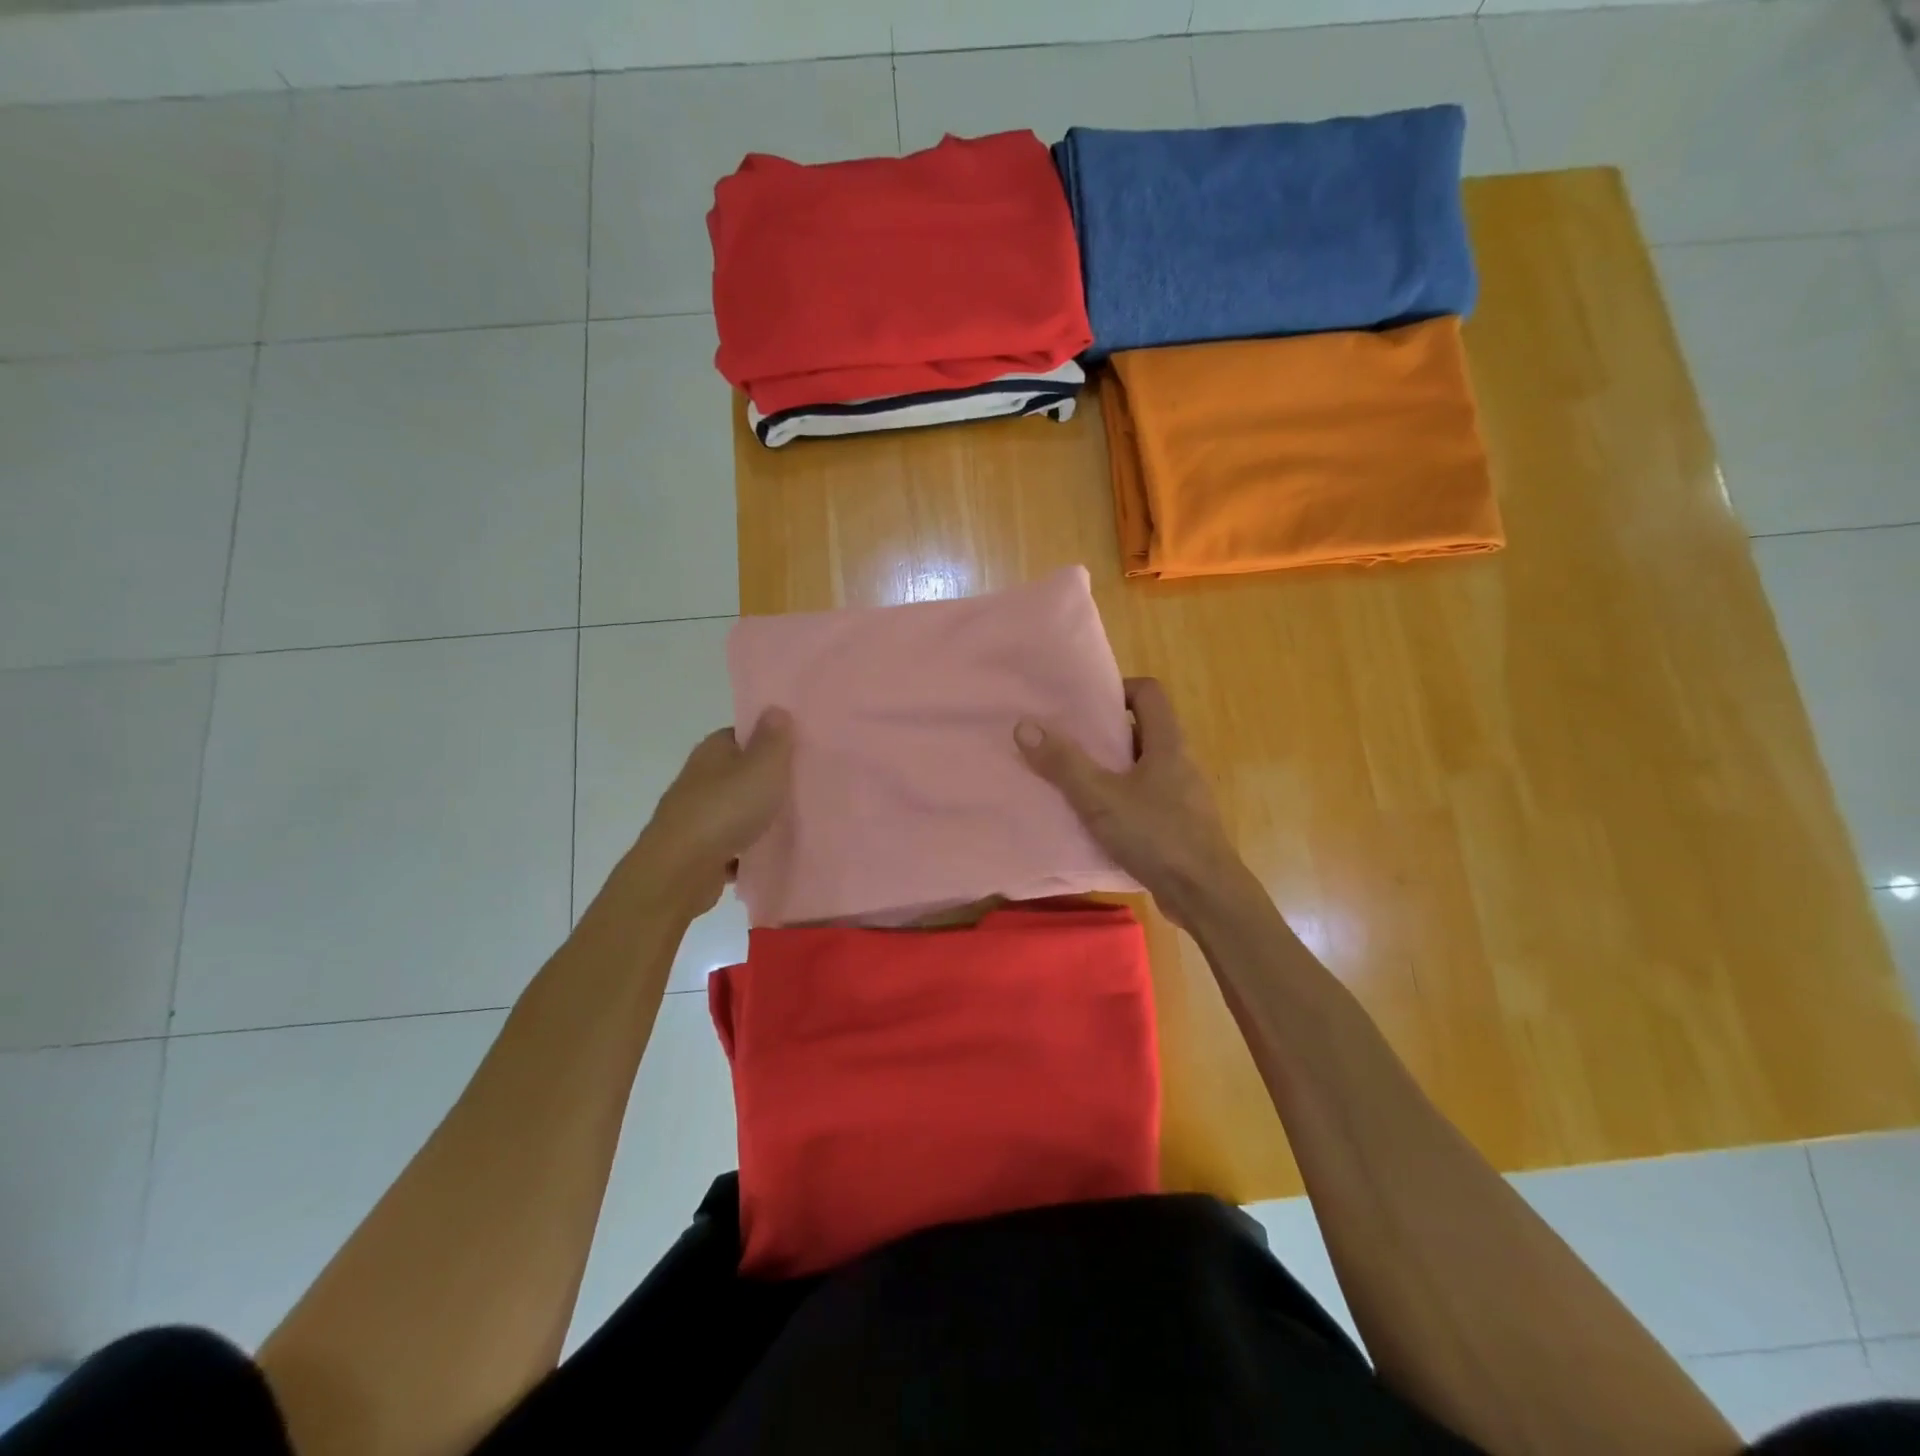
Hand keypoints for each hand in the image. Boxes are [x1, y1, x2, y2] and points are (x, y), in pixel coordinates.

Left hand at [626, 708, 793, 911]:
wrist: (680, 871)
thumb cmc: (726, 810)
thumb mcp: (762, 766)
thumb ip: (774, 739)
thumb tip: (775, 708)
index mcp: (713, 751)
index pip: (743, 735)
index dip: (771, 740)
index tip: (800, 751)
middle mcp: (701, 778)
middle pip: (741, 772)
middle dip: (768, 780)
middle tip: (806, 786)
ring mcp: (697, 815)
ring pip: (737, 809)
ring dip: (759, 817)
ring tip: (797, 822)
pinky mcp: (699, 850)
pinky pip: (732, 844)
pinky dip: (749, 848)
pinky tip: (772, 854)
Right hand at [1015, 678, 1249, 928]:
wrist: (1206, 896)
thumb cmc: (1157, 836)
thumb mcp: (1101, 798)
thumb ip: (1063, 763)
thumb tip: (1024, 725)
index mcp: (1168, 744)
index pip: (1148, 693)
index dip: (1118, 689)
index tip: (1084, 705)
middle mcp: (1179, 763)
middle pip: (1142, 730)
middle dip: (1104, 733)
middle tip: (1067, 741)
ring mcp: (1182, 796)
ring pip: (1142, 768)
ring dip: (1110, 770)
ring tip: (1072, 779)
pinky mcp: (1179, 826)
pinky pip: (1145, 800)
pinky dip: (1120, 801)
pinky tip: (1094, 820)